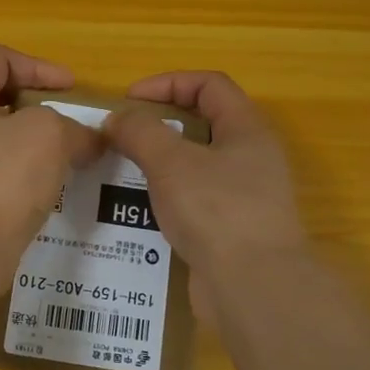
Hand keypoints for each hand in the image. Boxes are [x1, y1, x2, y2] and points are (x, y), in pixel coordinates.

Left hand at [0, 44, 100, 265]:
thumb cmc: (1, 179)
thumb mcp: (50, 136)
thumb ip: (73, 129)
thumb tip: (87, 141)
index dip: (36, 65)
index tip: (69, 89)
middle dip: (23, 106)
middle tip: (54, 123)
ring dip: (15, 145)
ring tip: (49, 163)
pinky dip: (5, 180)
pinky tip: (30, 198)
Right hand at [105, 71, 309, 314]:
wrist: (253, 287)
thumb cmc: (216, 210)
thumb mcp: (171, 161)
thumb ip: (140, 132)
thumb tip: (117, 119)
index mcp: (247, 129)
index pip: (209, 85)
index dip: (168, 82)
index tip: (129, 100)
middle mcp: (252, 157)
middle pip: (203, 124)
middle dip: (159, 125)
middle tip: (123, 137)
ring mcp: (245, 196)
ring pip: (196, 166)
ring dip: (159, 164)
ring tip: (123, 173)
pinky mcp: (232, 230)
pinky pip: (195, 201)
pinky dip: (167, 198)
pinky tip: (139, 212)